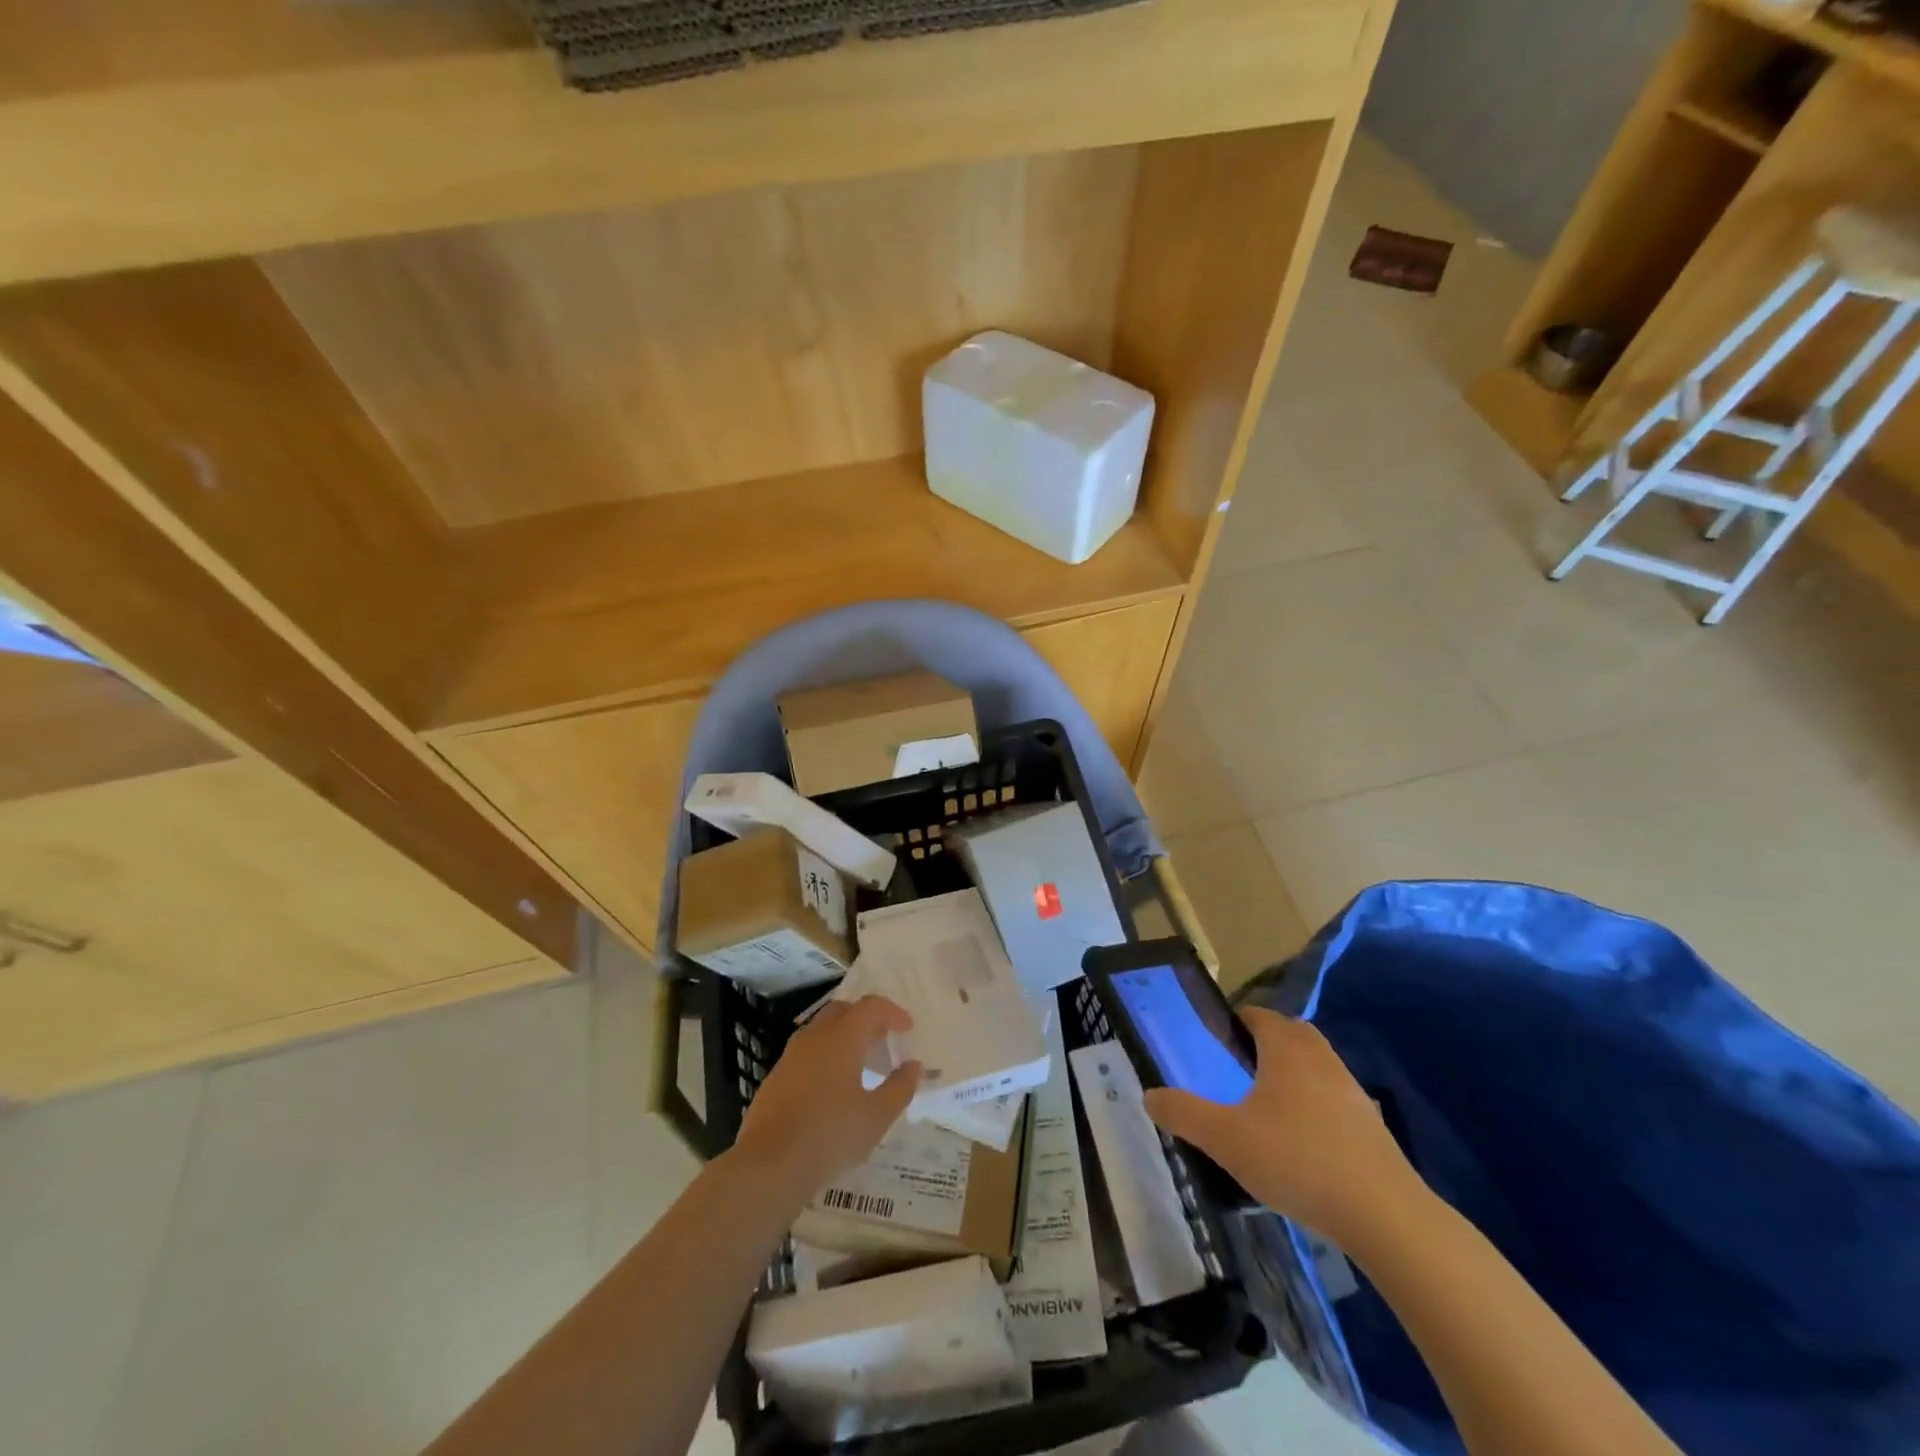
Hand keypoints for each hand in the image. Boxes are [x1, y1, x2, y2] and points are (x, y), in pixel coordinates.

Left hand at [732, 995, 921, 1206]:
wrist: (768, 1166)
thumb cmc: (830, 1136)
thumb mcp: (876, 1117)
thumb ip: (899, 1087)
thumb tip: (913, 1066)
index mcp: (841, 1038)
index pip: (871, 1007)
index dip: (893, 1013)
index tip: (907, 1029)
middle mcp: (814, 1037)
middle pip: (843, 1011)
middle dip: (866, 1019)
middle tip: (884, 1040)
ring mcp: (790, 1057)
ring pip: (821, 1030)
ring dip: (844, 1037)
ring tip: (861, 1064)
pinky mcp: (775, 1078)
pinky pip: (807, 1053)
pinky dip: (826, 1056)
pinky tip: (832, 1087)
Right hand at [1143, 1007, 1419, 1246]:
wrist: (1386, 1216)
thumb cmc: (1298, 1161)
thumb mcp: (1226, 1139)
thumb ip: (1184, 1113)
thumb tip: (1149, 1095)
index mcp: (1285, 1049)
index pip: (1257, 1015)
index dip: (1234, 1021)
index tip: (1214, 1042)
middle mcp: (1321, 1058)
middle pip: (1290, 1033)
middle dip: (1264, 1043)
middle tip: (1237, 1070)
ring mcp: (1352, 1091)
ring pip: (1315, 1065)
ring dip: (1292, 1074)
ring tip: (1265, 1107)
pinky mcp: (1371, 1126)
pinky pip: (1335, 1099)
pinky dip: (1315, 1106)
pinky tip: (1301, 1144)